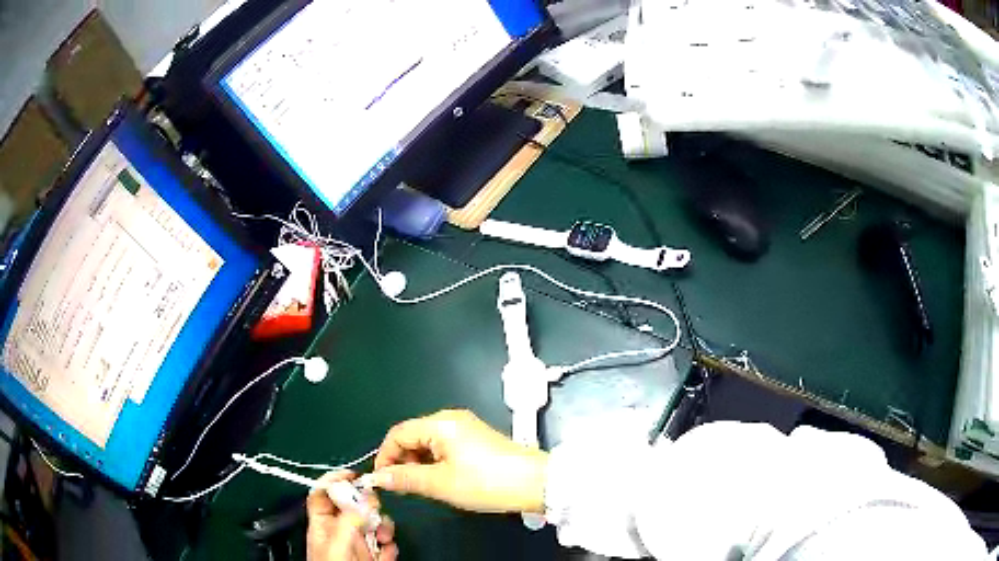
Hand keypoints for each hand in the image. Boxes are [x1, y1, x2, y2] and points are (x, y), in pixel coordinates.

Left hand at [306, 471, 397, 560]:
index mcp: (322, 525)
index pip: (323, 495)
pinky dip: (390, 546)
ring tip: (385, 538)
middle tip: (375, 508)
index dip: (334, 481)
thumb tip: (364, 500)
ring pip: (373, 524)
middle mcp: (340, 532)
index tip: (352, 474)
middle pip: (354, 506)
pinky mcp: (372, 557)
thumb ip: (348, 521)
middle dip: (369, 505)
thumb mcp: (337, 544)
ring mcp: (356, 544)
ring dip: (384, 527)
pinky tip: (387, 552)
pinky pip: (385, 544)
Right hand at [372, 409, 547, 513]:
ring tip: (420, 487)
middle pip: (413, 436)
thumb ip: (405, 478)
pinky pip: (444, 447)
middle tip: (402, 487)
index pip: (398, 433)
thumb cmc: (486, 482)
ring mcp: (466, 428)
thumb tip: (378, 477)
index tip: (382, 480)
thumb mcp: (440, 484)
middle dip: (402, 461)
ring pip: (428, 443)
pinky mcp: (476, 439)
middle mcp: (451, 419)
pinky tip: (439, 480)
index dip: (385, 456)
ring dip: (418, 464)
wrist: (535, 483)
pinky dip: (435, 462)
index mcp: (440, 423)